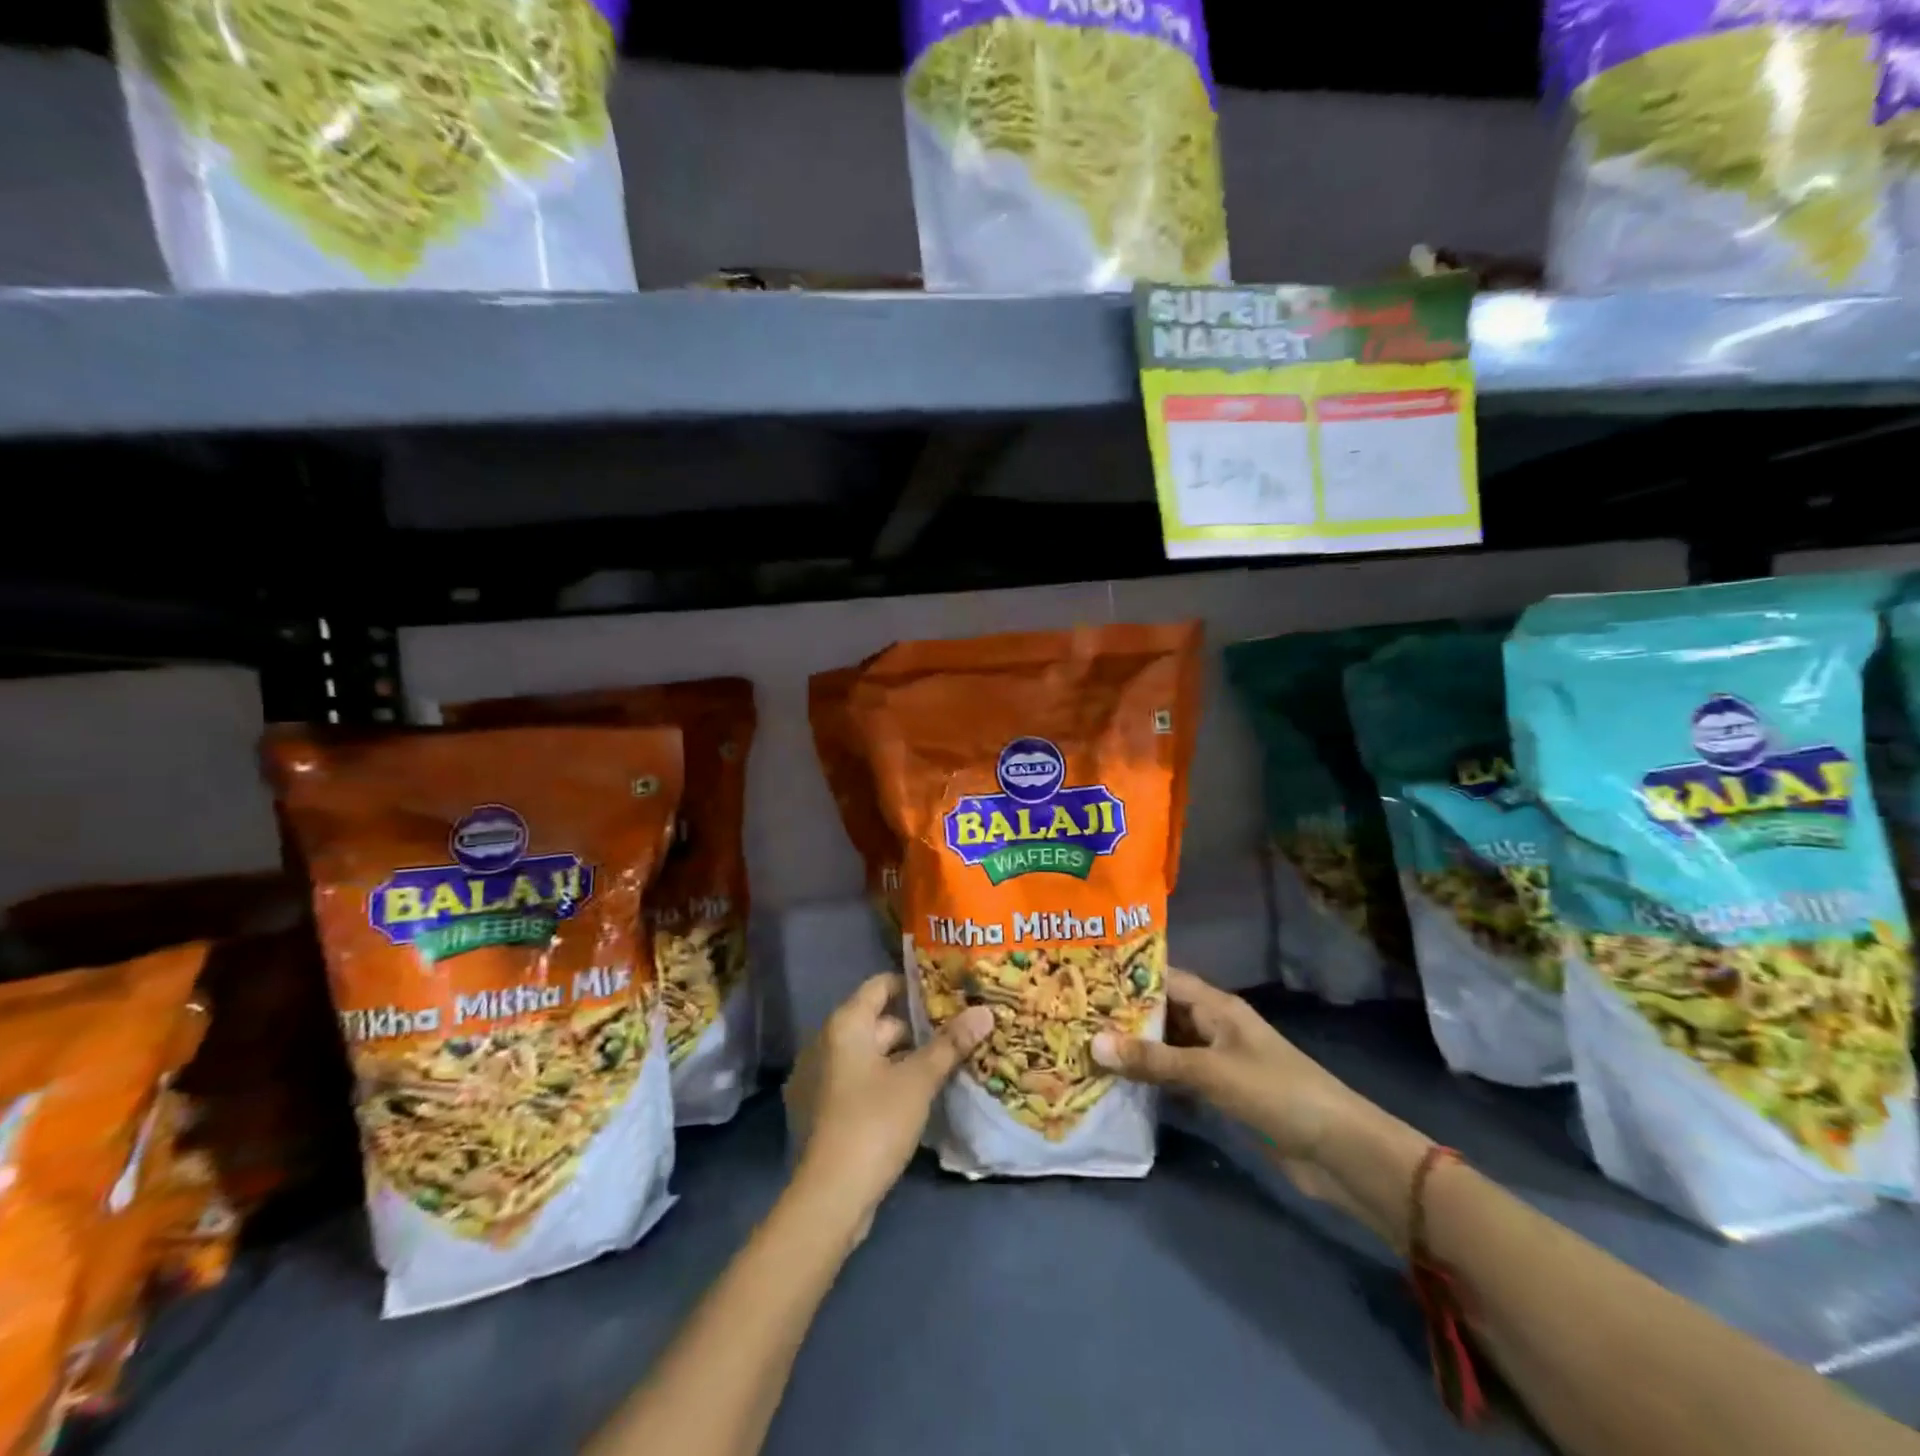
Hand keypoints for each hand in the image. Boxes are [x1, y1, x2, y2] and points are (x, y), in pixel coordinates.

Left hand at [783, 974, 992, 1238]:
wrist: (829, 1197)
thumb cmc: (874, 1122)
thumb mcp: (918, 1080)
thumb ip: (950, 1044)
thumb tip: (984, 1010)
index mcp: (844, 1025)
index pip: (880, 985)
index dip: (912, 985)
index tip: (945, 993)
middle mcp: (824, 1042)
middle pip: (876, 1022)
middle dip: (914, 1028)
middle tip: (953, 1033)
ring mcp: (817, 1078)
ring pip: (867, 1055)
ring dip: (899, 1059)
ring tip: (939, 1066)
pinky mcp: (819, 1111)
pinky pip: (855, 1081)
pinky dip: (880, 1082)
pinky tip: (910, 1098)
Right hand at [1092, 969, 1419, 1236]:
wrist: (1338, 1152)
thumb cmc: (1277, 1094)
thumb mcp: (1211, 1072)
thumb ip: (1154, 1060)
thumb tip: (1094, 1043)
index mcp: (1216, 1006)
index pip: (1163, 978)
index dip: (1126, 975)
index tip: (1082, 975)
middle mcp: (1212, 1026)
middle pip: (1160, 1012)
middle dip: (1121, 1015)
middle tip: (1071, 1014)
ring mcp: (1216, 1061)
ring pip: (1165, 1047)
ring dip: (1133, 1049)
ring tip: (1082, 1045)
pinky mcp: (1219, 1094)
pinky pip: (1175, 1078)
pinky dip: (1150, 1079)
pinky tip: (1116, 1084)